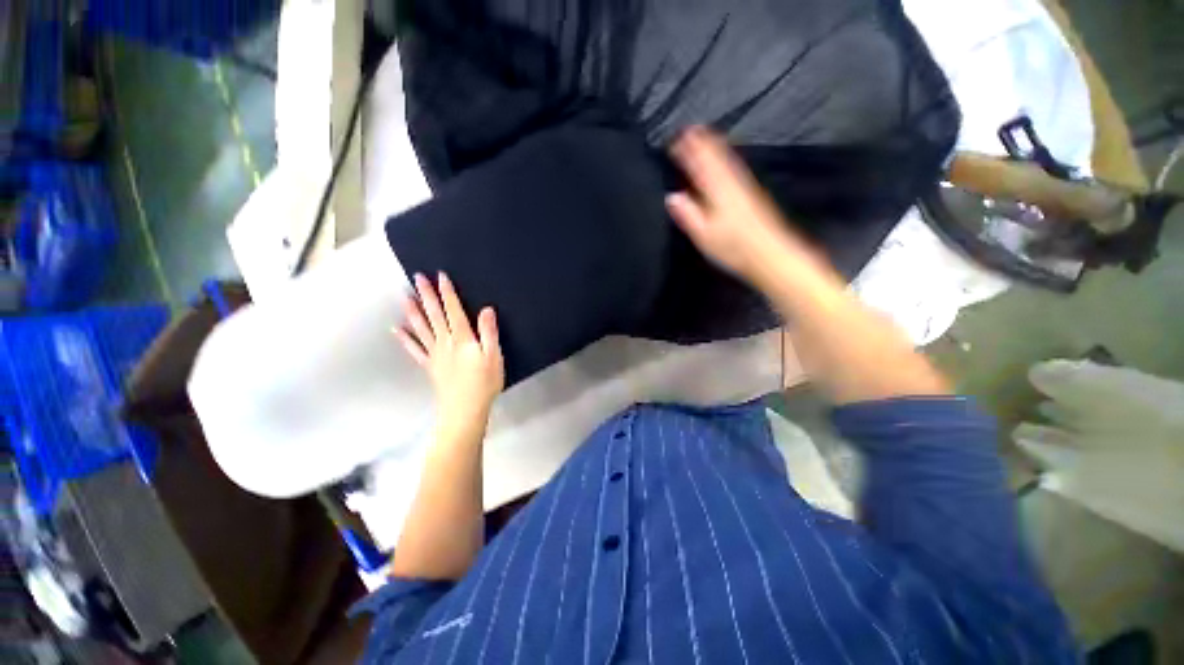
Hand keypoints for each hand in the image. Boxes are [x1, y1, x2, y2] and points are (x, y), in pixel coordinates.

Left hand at [395, 273, 504, 439]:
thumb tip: (486, 309)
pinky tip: (396, 330)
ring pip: (422, 328)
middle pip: (435, 315)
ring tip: (404, 296)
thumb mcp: (494, 356)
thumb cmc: (484, 383)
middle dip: (427, 295)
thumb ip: (489, 332)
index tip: (440, 276)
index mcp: (463, 339)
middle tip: (417, 278)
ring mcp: (435, 354)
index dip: (447, 293)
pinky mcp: (430, 366)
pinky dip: (405, 338)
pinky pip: (415, 349)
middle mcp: (445, 342)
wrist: (465, 410)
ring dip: (413, 311)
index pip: (454, 310)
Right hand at [666, 126, 814, 286]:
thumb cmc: (734, 246)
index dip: (687, 151)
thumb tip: (672, 197)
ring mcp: (743, 185)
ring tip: (704, 134)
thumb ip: (688, 213)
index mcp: (716, 190)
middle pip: (714, 156)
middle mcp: (731, 182)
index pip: (699, 164)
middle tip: (688, 130)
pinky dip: (726, 157)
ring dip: (713, 145)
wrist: (769, 252)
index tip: (675, 140)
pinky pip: (735, 167)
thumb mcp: (704, 234)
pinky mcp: (751, 193)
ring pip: (726, 159)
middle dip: (700, 142)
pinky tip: (725, 159)